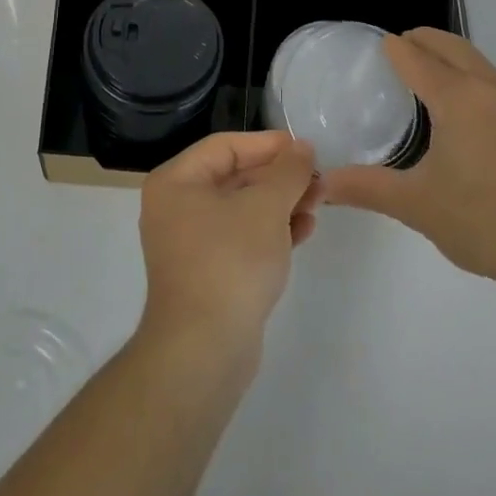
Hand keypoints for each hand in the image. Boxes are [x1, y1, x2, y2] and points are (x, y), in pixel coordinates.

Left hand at [137, 131, 320, 364]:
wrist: (204, 351)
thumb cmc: (230, 261)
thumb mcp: (266, 206)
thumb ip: (288, 171)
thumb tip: (301, 147)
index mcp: (176, 181)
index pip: (226, 146)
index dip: (268, 145)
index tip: (306, 149)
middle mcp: (176, 206)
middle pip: (234, 176)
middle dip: (279, 177)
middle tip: (318, 180)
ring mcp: (190, 242)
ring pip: (242, 208)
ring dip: (281, 203)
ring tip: (318, 205)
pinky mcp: (207, 273)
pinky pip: (241, 237)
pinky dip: (270, 231)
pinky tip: (304, 231)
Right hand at [323, 28, 495, 310]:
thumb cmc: (485, 221)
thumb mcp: (416, 205)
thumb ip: (367, 188)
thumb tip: (322, 184)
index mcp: (456, 97)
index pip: (415, 55)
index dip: (392, 48)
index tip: (372, 50)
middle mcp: (488, 88)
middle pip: (450, 45)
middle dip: (421, 40)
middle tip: (396, 52)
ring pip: (477, 61)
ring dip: (450, 57)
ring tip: (427, 78)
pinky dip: (472, 79)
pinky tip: (466, 115)